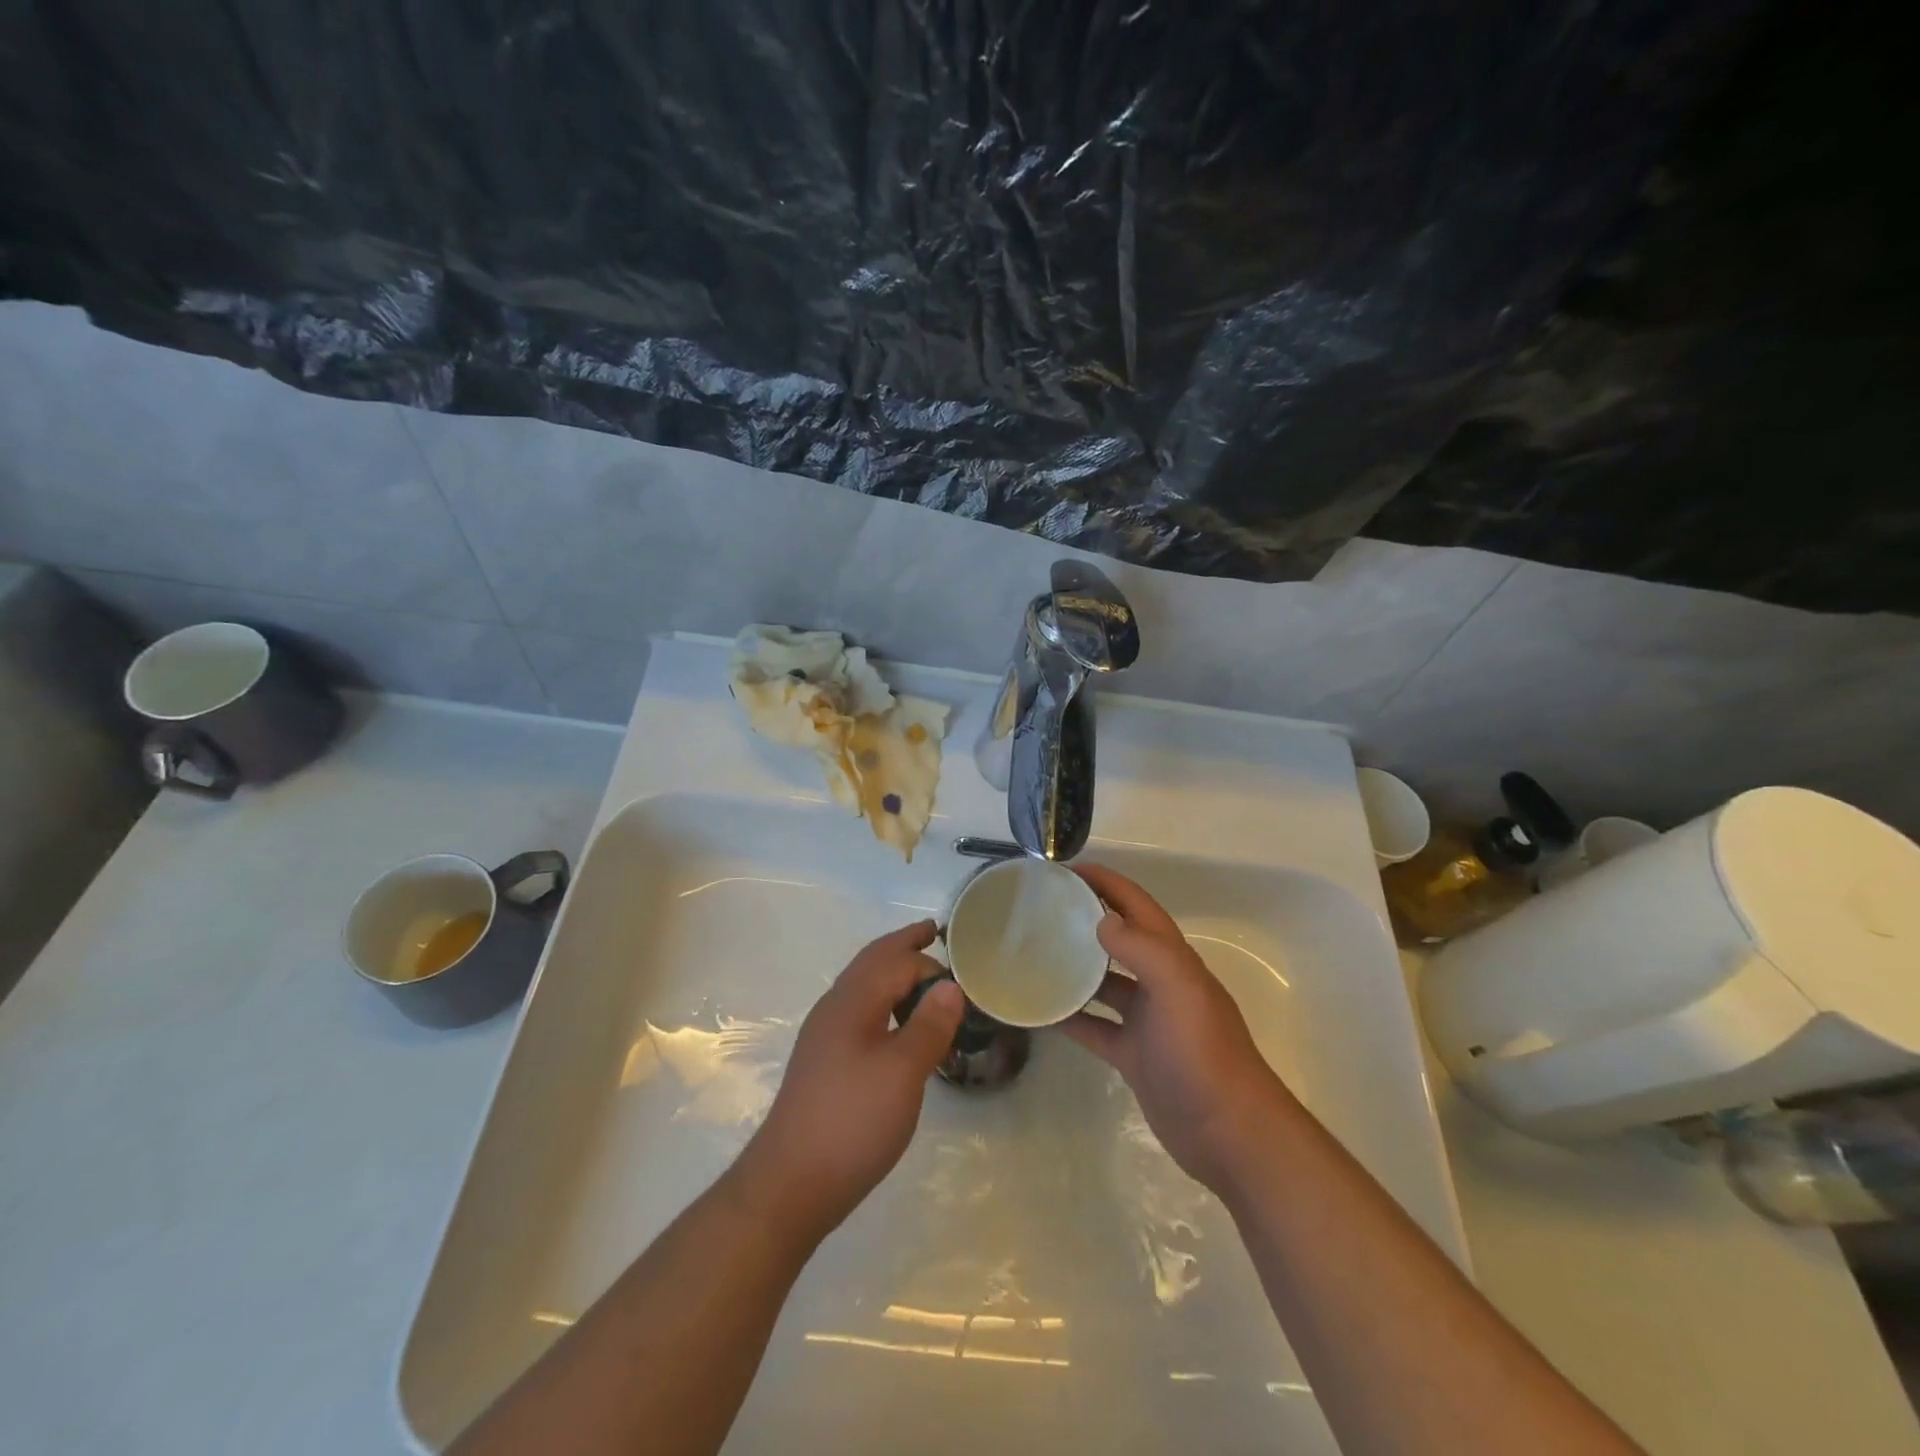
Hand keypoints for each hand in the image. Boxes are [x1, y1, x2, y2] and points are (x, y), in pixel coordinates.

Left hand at [735, 921, 963, 1244]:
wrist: (789, 1184)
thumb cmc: (852, 1122)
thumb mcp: (903, 1073)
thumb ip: (929, 1026)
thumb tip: (950, 985)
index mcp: (853, 1001)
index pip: (897, 962)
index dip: (930, 964)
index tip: (963, 977)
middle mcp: (834, 1007)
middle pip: (872, 961)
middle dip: (902, 944)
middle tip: (932, 931)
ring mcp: (824, 1034)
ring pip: (863, 985)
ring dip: (891, 970)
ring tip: (921, 976)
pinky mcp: (823, 1060)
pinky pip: (859, 1009)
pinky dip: (883, 999)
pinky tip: (895, 1024)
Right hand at [1060, 864, 1292, 1192]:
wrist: (1228, 1134)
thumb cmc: (1202, 1053)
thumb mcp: (1178, 990)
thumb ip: (1143, 950)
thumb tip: (1101, 920)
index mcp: (1172, 959)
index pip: (1136, 905)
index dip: (1106, 882)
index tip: (1065, 869)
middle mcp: (1159, 982)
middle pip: (1117, 938)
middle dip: (1084, 919)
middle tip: (1039, 909)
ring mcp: (1146, 1020)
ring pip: (1103, 982)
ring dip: (1074, 966)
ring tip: (1033, 953)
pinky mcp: (1134, 1054)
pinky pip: (1095, 1026)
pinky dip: (1071, 1016)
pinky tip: (1040, 1011)